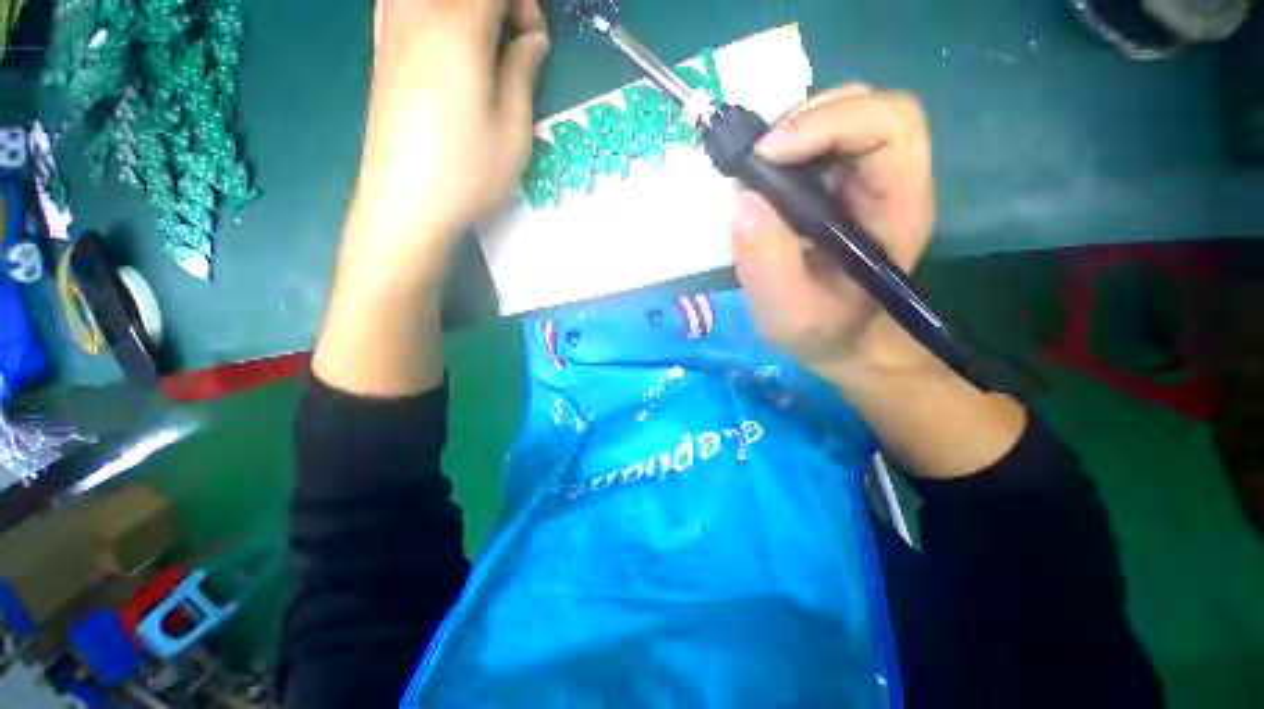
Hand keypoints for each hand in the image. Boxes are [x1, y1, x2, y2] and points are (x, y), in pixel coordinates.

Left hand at [348, 0, 550, 279]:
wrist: (405, 205)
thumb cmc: (469, 173)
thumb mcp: (514, 131)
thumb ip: (523, 73)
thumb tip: (532, 39)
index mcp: (459, 29)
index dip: (524, 5)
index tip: (534, 40)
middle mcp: (417, 14)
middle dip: (498, 7)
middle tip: (510, 39)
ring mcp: (390, 31)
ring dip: (461, 11)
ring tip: (480, 44)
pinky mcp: (378, 52)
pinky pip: (398, 2)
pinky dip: (427, 11)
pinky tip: (439, 34)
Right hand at [731, 85, 936, 377]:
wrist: (838, 337)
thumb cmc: (821, 330)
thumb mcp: (788, 312)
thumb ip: (767, 263)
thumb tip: (743, 198)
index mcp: (898, 209)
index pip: (891, 126)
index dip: (831, 122)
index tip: (769, 154)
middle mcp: (890, 181)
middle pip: (866, 107)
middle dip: (805, 120)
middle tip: (757, 159)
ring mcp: (864, 179)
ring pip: (840, 117)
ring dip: (791, 131)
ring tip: (756, 169)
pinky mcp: (839, 185)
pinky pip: (817, 144)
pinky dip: (784, 149)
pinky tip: (762, 179)